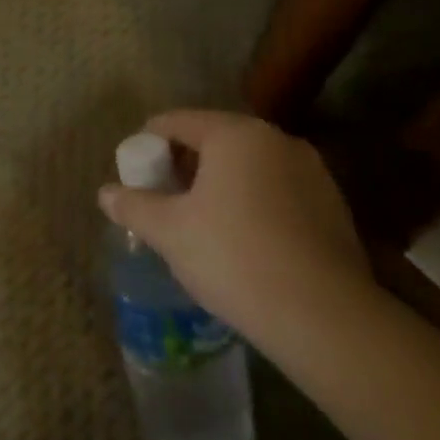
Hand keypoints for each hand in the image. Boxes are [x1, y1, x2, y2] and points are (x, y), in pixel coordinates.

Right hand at [98, 110, 373, 354]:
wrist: (325, 318)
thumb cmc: (234, 257)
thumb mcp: (169, 231)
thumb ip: (133, 205)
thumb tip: (106, 193)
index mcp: (234, 134)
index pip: (176, 122)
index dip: (147, 143)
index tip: (134, 173)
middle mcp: (275, 139)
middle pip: (214, 139)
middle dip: (184, 165)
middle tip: (163, 199)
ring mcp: (311, 171)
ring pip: (249, 166)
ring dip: (220, 184)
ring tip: (202, 223)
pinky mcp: (333, 205)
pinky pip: (278, 190)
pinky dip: (254, 203)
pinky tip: (245, 241)